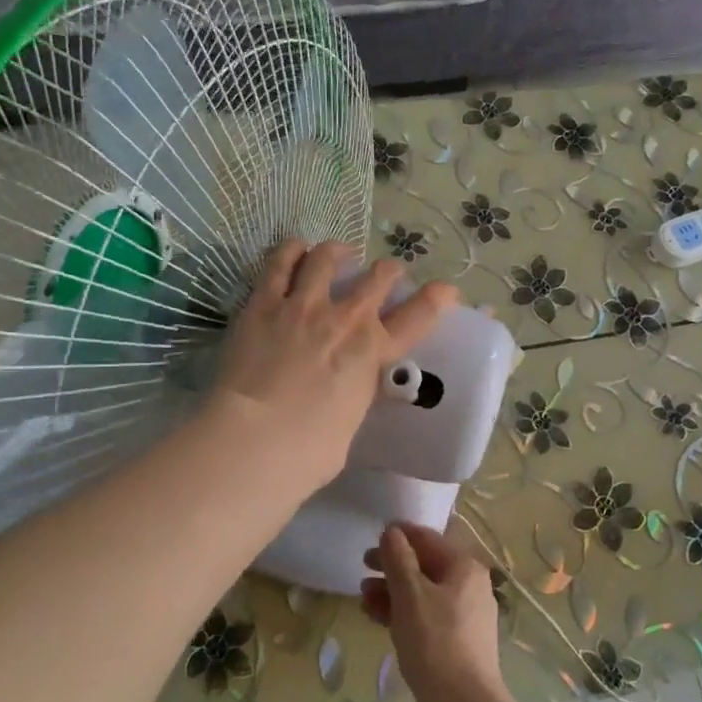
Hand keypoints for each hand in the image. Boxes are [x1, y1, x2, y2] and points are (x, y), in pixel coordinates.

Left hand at [210, 240, 455, 491]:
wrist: (255, 439)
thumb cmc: (308, 451)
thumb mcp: (350, 426)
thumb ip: (353, 399)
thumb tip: (345, 399)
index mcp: (374, 353)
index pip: (419, 316)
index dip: (438, 298)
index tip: (446, 291)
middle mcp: (346, 319)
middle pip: (379, 276)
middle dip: (388, 271)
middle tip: (385, 274)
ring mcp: (304, 305)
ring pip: (328, 257)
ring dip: (338, 252)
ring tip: (337, 254)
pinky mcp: (264, 303)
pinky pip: (280, 262)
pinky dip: (292, 251)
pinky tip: (295, 250)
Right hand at [361, 522, 509, 701]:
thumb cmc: (435, 641)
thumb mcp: (410, 595)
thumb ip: (398, 559)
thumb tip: (392, 532)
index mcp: (464, 567)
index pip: (428, 539)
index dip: (400, 536)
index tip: (372, 537)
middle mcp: (470, 585)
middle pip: (425, 566)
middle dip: (392, 566)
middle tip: (362, 567)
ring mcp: (465, 615)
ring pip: (423, 593)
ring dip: (393, 591)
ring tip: (363, 597)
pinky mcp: (456, 641)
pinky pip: (426, 616)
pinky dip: (403, 613)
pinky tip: (377, 618)